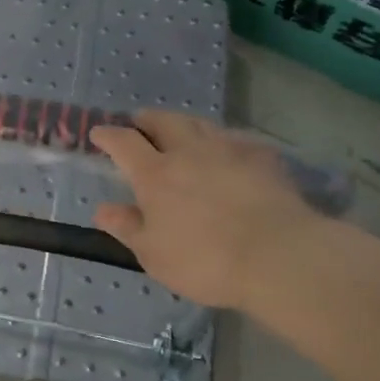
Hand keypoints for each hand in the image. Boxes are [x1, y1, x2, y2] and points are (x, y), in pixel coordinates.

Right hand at [89, 111, 321, 309]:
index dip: (108, 135)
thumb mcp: (154, 254)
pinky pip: (237, 140)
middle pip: (164, 121)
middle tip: (140, 123)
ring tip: (181, 132)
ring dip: (184, 124)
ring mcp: (229, 151)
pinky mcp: (263, 159)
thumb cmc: (205, 260)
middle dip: (147, 119)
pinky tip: (228, 153)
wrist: (280, 257)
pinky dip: (224, 142)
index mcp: (155, 174)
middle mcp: (188, 152)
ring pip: (200, 124)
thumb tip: (103, 209)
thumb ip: (127, 227)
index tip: (99, 133)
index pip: (124, 142)